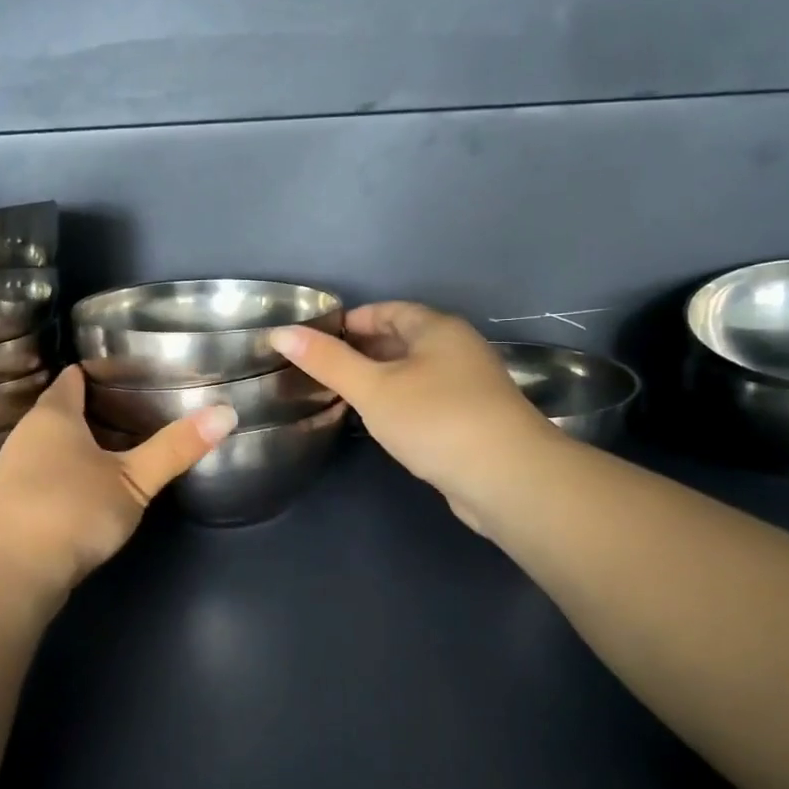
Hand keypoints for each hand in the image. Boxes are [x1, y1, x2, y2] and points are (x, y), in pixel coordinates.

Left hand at [0, 365, 235, 590]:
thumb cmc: (71, 508)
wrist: (8, 573)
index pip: (71, 379)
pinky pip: (44, 478)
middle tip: (135, 409)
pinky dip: (67, 476)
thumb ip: (176, 448)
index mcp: (53, 416)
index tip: (126, 371)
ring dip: (78, 447)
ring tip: (118, 448)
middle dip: (91, 410)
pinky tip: (89, 491)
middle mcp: (27, 437)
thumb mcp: (134, 479)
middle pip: (59, 412)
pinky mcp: (11, 508)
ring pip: (50, 447)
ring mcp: (13, 473)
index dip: (95, 372)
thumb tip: (227, 412)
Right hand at [272, 302, 554, 530]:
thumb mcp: (373, 388)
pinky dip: (401, 402)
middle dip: (364, 350)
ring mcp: (470, 386)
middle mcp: (458, 349)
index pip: (388, 310)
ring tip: (344, 395)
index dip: (352, 321)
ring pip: (416, 372)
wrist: (507, 478)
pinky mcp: (474, 420)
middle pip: (404, 338)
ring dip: (382, 378)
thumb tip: (281, 333)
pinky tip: (383, 422)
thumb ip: (327, 362)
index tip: (317, 340)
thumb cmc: (435, 420)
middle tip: (323, 369)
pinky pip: (427, 398)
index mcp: (437, 329)